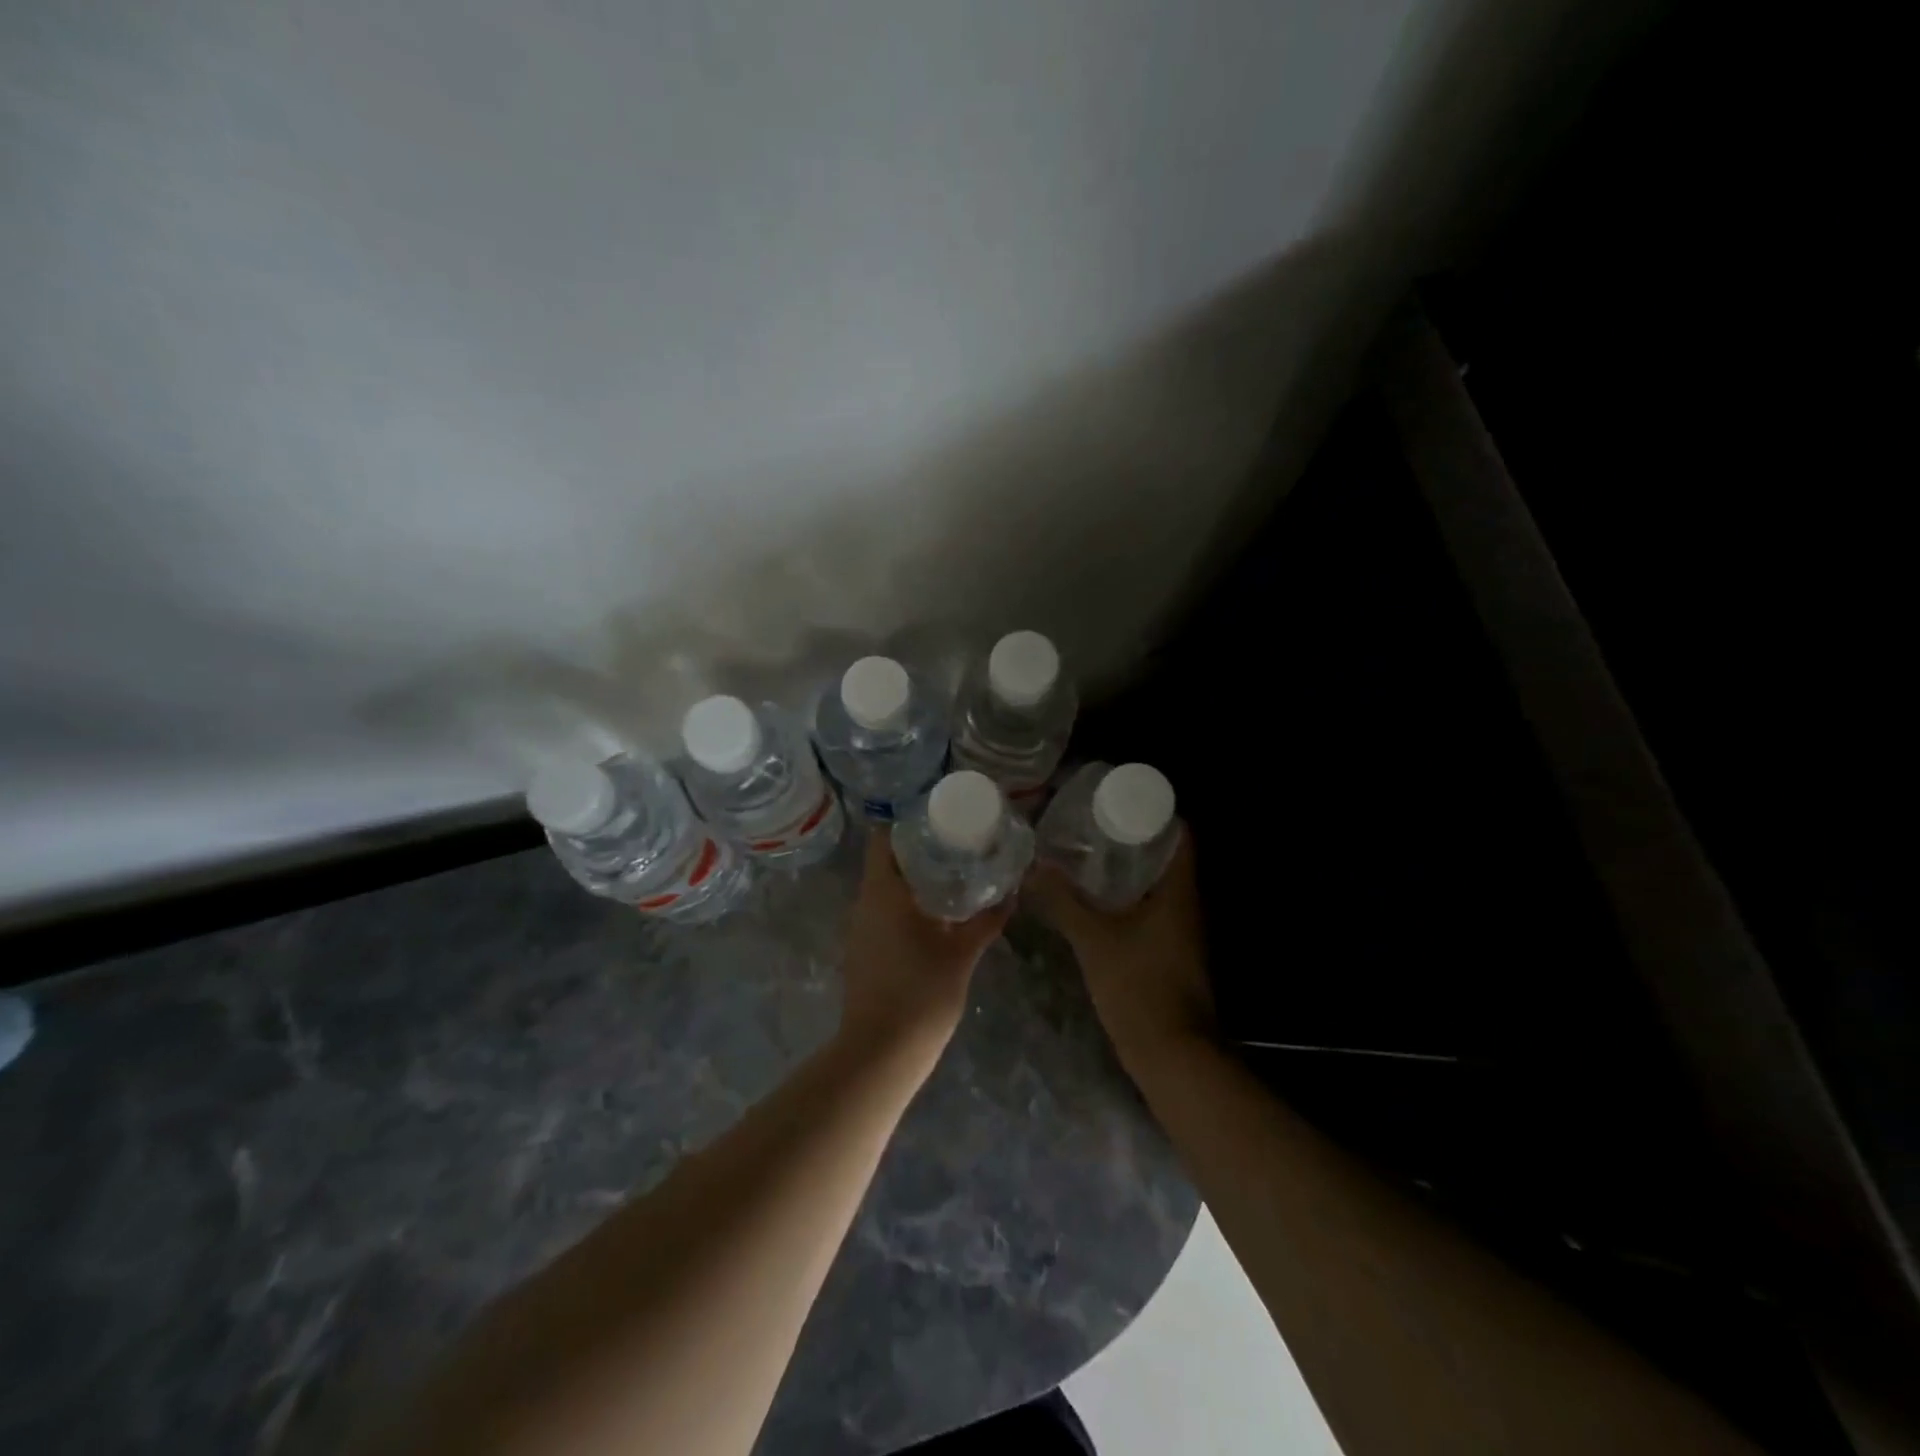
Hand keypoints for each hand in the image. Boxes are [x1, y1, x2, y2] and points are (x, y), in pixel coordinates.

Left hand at [838, 829, 1012, 1070]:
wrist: (881, 1052)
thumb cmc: (921, 994)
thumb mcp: (961, 954)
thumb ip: (985, 922)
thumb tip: (1010, 895)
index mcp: (884, 891)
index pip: (885, 838)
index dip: (910, 824)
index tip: (941, 821)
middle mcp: (865, 902)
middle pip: (887, 861)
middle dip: (920, 851)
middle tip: (959, 846)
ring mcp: (860, 928)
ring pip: (885, 888)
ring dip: (915, 879)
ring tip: (954, 875)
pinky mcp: (863, 950)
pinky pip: (883, 912)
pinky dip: (907, 904)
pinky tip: (937, 914)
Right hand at [1027, 829, 1214, 1075]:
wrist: (1172, 1055)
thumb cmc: (1139, 987)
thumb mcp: (1094, 940)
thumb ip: (1064, 902)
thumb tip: (1034, 868)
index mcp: (1179, 891)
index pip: (1181, 835)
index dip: (1156, 813)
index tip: (1119, 801)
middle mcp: (1188, 905)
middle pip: (1168, 857)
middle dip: (1134, 838)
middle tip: (1094, 824)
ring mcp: (1182, 931)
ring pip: (1158, 886)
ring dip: (1130, 869)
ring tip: (1089, 854)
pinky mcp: (1171, 953)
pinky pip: (1152, 910)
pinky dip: (1129, 898)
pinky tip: (1097, 900)